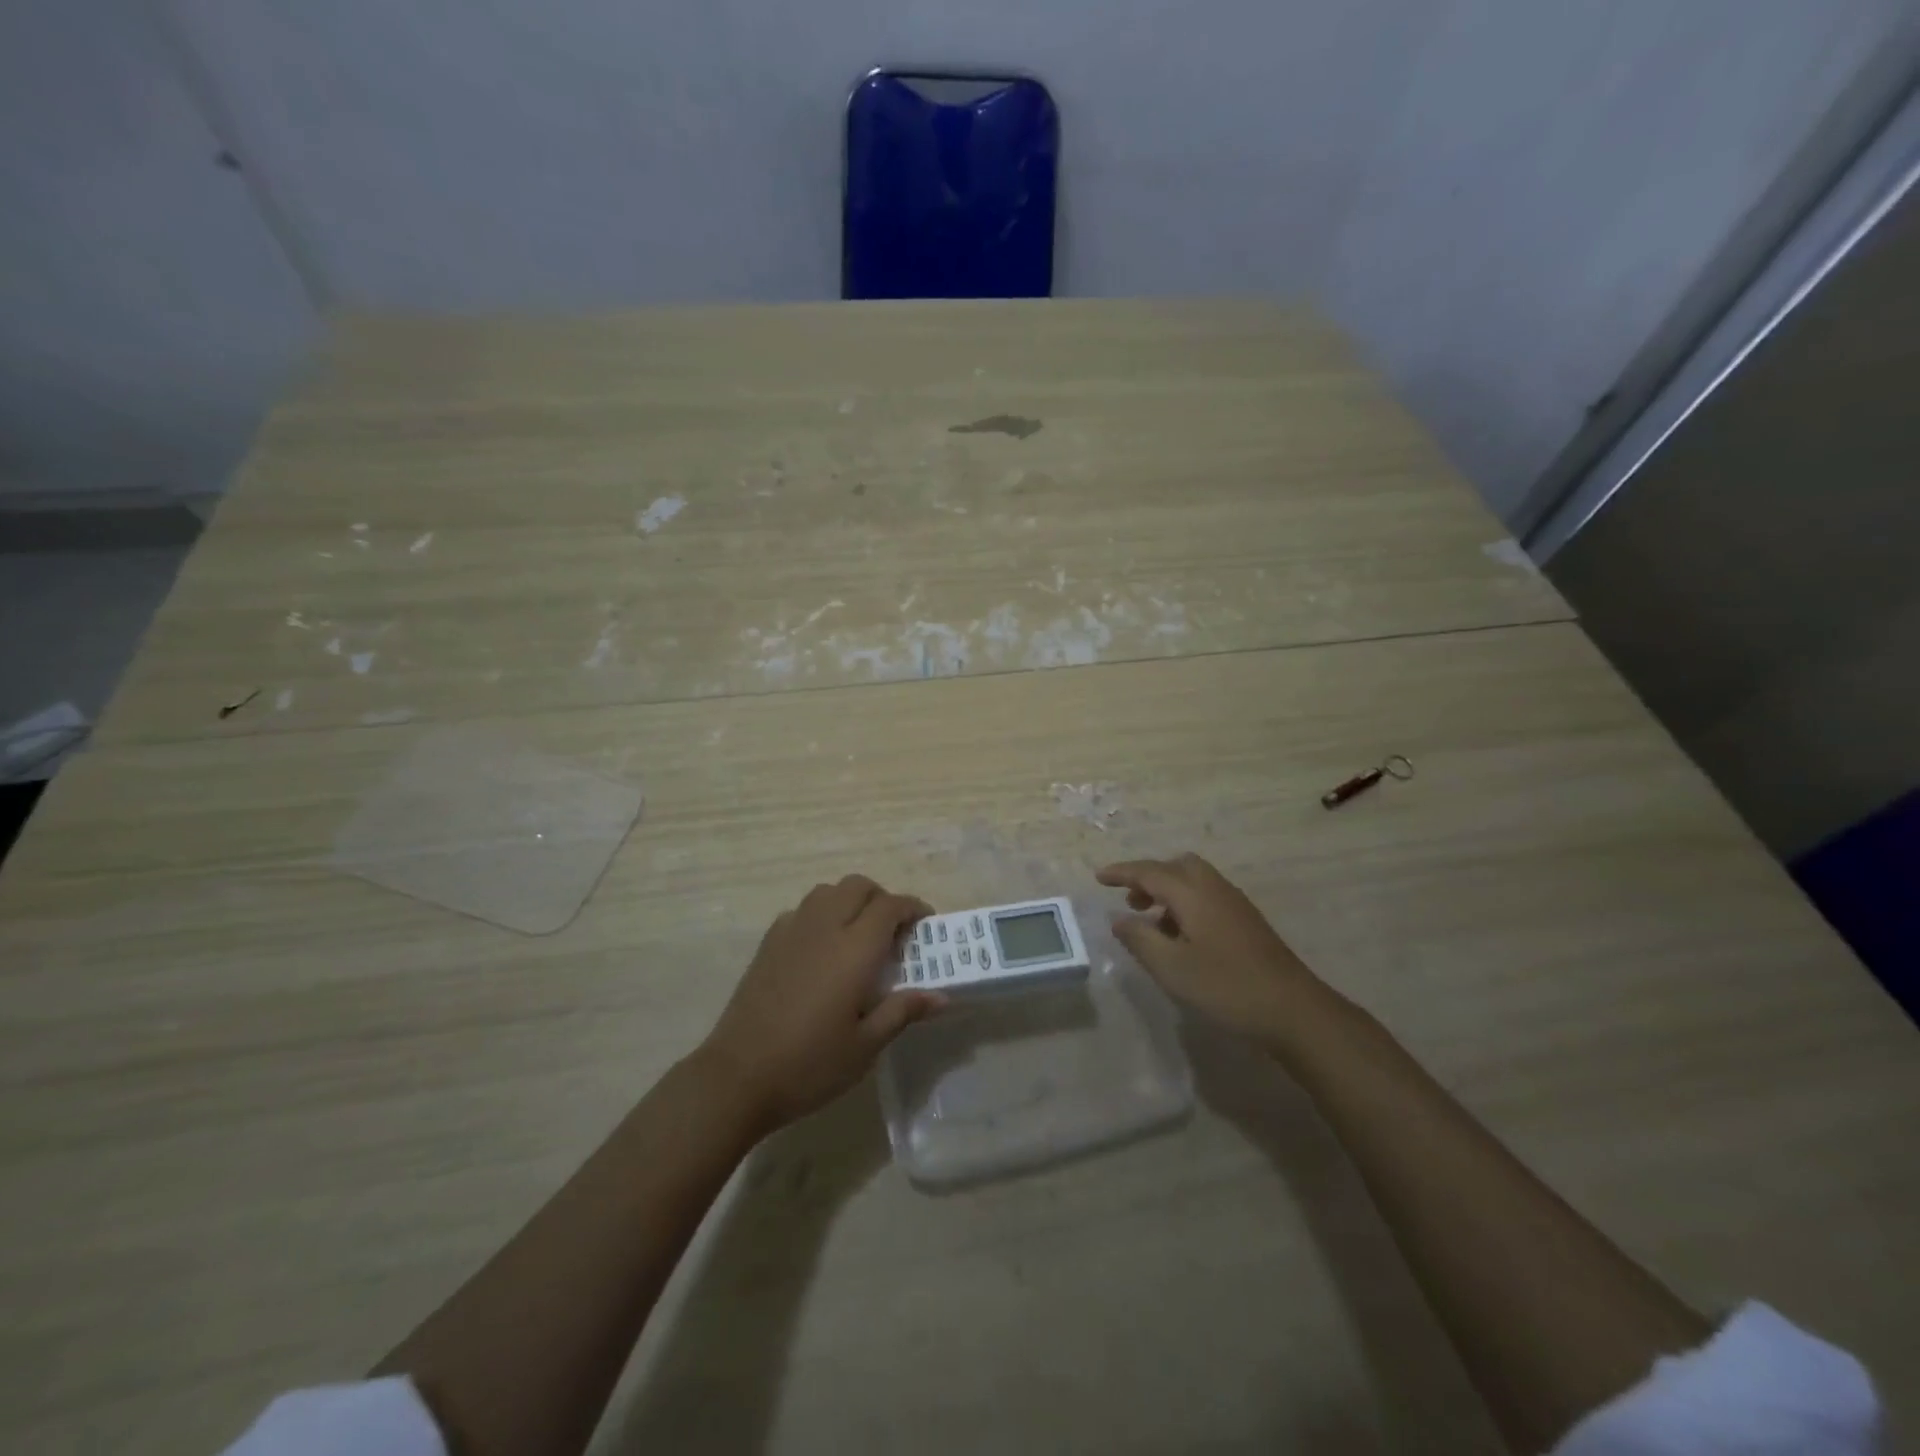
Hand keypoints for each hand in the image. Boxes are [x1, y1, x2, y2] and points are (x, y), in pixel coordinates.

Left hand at [698, 874, 943, 1133]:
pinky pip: (802, 910)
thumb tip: (941, 996)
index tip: (925, 925)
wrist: (737, 1077)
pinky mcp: (768, 943)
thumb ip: (902, 1012)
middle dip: (882, 898)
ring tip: (858, 936)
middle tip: (894, 932)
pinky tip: (822, 949)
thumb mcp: (865, 1047)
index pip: (890, 906)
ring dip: (850, 901)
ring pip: (828, 891)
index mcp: (854, 950)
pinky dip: (821, 914)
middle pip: (858, 886)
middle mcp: (824, 927)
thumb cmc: (809, 1065)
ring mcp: (791, 931)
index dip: (913, 908)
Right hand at [1097, 853, 1322, 1043]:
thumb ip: (1139, 939)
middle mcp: (1214, 888)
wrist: (1294, 1010)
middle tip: (1130, 901)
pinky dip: (1186, 903)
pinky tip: (1182, 937)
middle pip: (1177, 866)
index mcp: (1193, 893)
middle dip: (1149, 877)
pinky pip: (1207, 896)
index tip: (1098, 877)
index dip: (1121, 872)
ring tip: (1151, 922)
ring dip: (1168, 891)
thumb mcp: (1171, 967)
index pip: (1149, 872)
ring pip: (1194, 880)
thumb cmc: (1226, 987)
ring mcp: (1235, 904)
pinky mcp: (1247, 922)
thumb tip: (1118, 918)